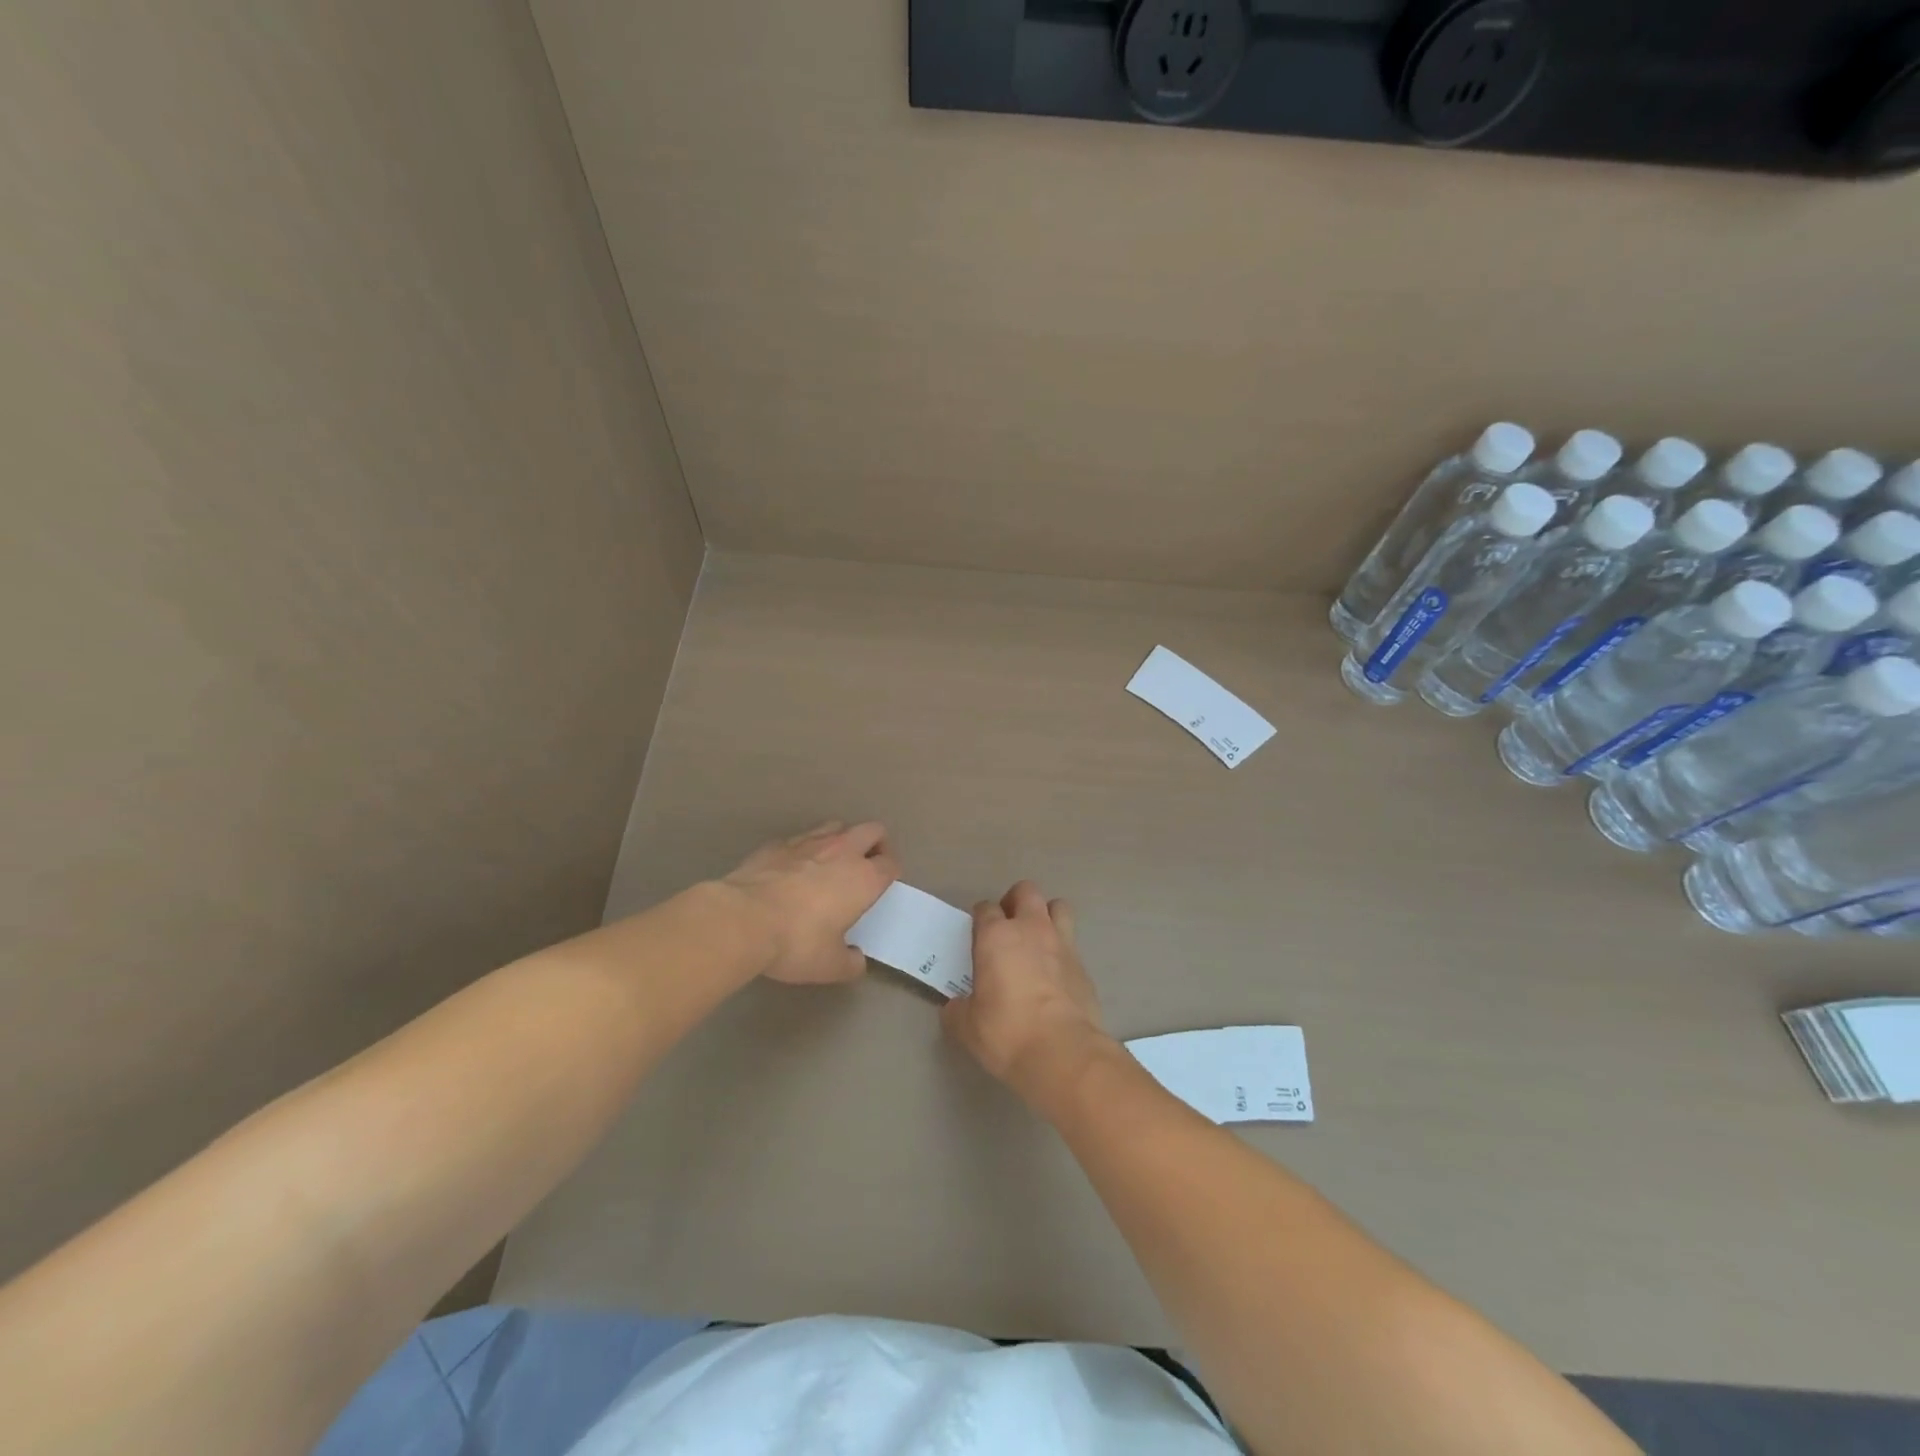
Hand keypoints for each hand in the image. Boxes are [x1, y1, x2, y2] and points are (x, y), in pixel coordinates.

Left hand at [720, 821, 898, 984]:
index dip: (890, 873)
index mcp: (864, 878)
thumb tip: (856, 959)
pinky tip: (792, 869)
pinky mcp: (777, 844)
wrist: (742, 919)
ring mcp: (808, 842)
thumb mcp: (830, 966)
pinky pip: (800, 838)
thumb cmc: (796, 942)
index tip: (882, 887)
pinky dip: (804, 849)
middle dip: (875, 844)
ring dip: (841, 840)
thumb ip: (850, 962)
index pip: (891, 863)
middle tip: (865, 867)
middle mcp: (842, 851)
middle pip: (872, 830)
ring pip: (837, 826)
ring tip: (830, 863)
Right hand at [942, 881, 1117, 1112]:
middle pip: (1026, 891)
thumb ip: (958, 1010)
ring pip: (1058, 906)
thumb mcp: (967, 1027)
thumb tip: (956, 1006)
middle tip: (1008, 927)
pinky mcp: (1084, 966)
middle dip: (1015, 902)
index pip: (985, 908)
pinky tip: (1055, 975)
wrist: (1063, 1053)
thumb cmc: (1007, 1032)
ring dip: (1047, 916)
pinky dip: (1062, 951)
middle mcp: (1031, 929)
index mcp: (997, 936)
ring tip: (1037, 940)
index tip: (977, 936)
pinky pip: (1072, 944)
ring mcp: (1062, 944)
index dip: (980, 919)